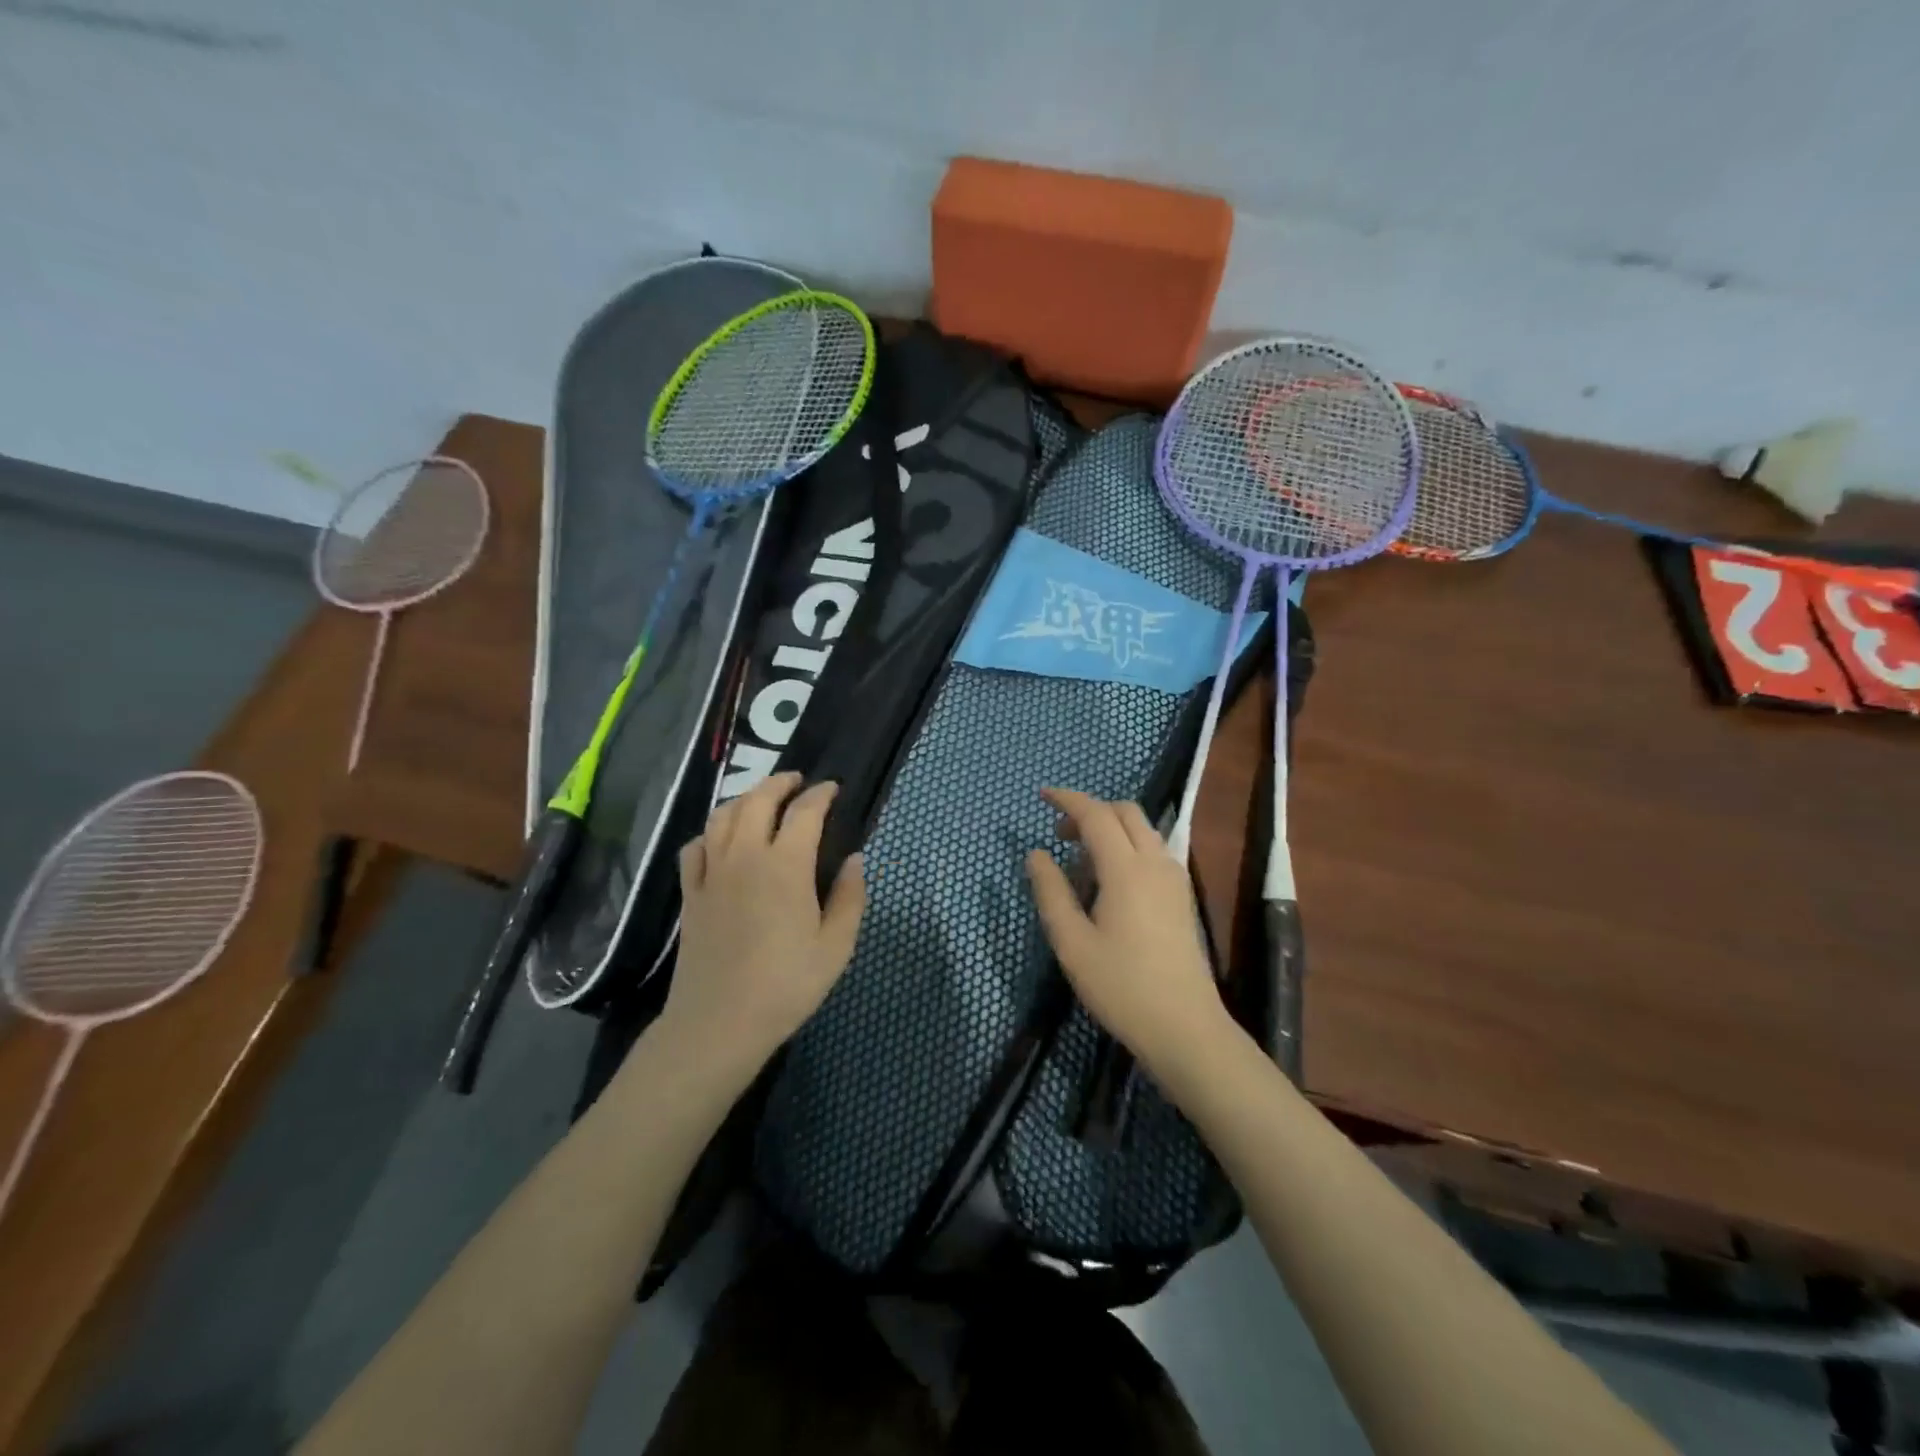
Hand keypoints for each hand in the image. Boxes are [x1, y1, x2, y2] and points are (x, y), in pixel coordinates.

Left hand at [662, 772, 866, 1078]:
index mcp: (785, 865)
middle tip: (797, 782)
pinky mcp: (690, 893)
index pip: (804, 811)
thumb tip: (855, 859)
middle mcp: (745, 856)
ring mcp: (712, 873)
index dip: (821, 794)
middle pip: (758, 800)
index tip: (833, 789)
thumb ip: (849, 897)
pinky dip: (710, 832)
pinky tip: (720, 839)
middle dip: (780, 782)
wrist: (719, 1022)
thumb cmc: (787, 985)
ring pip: (722, 815)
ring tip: (761, 800)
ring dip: (744, 798)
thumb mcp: (836, 946)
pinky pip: (695, 846)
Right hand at [1025, 788, 1234, 1085]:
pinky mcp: (1183, 896)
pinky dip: (1127, 846)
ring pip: (1142, 829)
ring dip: (1110, 828)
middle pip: (1125, 812)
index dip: (1067, 799)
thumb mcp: (1072, 943)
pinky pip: (1153, 850)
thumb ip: (1050, 892)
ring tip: (1081, 862)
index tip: (1042, 795)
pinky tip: (1110, 882)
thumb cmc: (1121, 986)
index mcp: (1126, 869)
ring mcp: (1174, 878)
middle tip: (1060, 835)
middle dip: (1090, 811)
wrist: (1185, 1027)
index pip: (1095, 814)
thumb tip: (1036, 854)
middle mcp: (1155, 862)